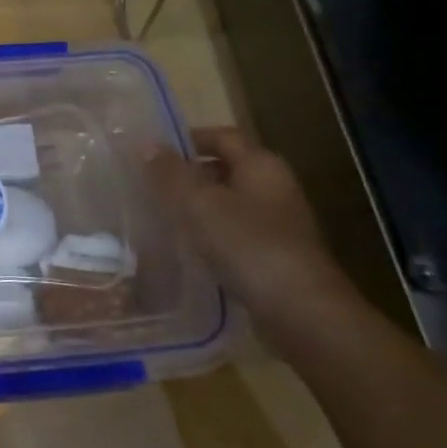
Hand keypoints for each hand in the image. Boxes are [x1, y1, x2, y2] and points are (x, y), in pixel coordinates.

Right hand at [149, 126, 357, 349]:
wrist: (301, 311)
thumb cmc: (248, 246)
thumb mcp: (199, 204)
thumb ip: (170, 174)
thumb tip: (145, 143)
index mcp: (261, 166)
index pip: (223, 136)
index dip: (188, 138)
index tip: (152, 152)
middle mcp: (274, 187)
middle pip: (226, 168)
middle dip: (188, 174)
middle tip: (149, 184)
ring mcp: (277, 223)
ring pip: (228, 202)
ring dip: (197, 206)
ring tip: (160, 215)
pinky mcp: (274, 255)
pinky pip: (234, 232)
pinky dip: (209, 233)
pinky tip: (186, 248)